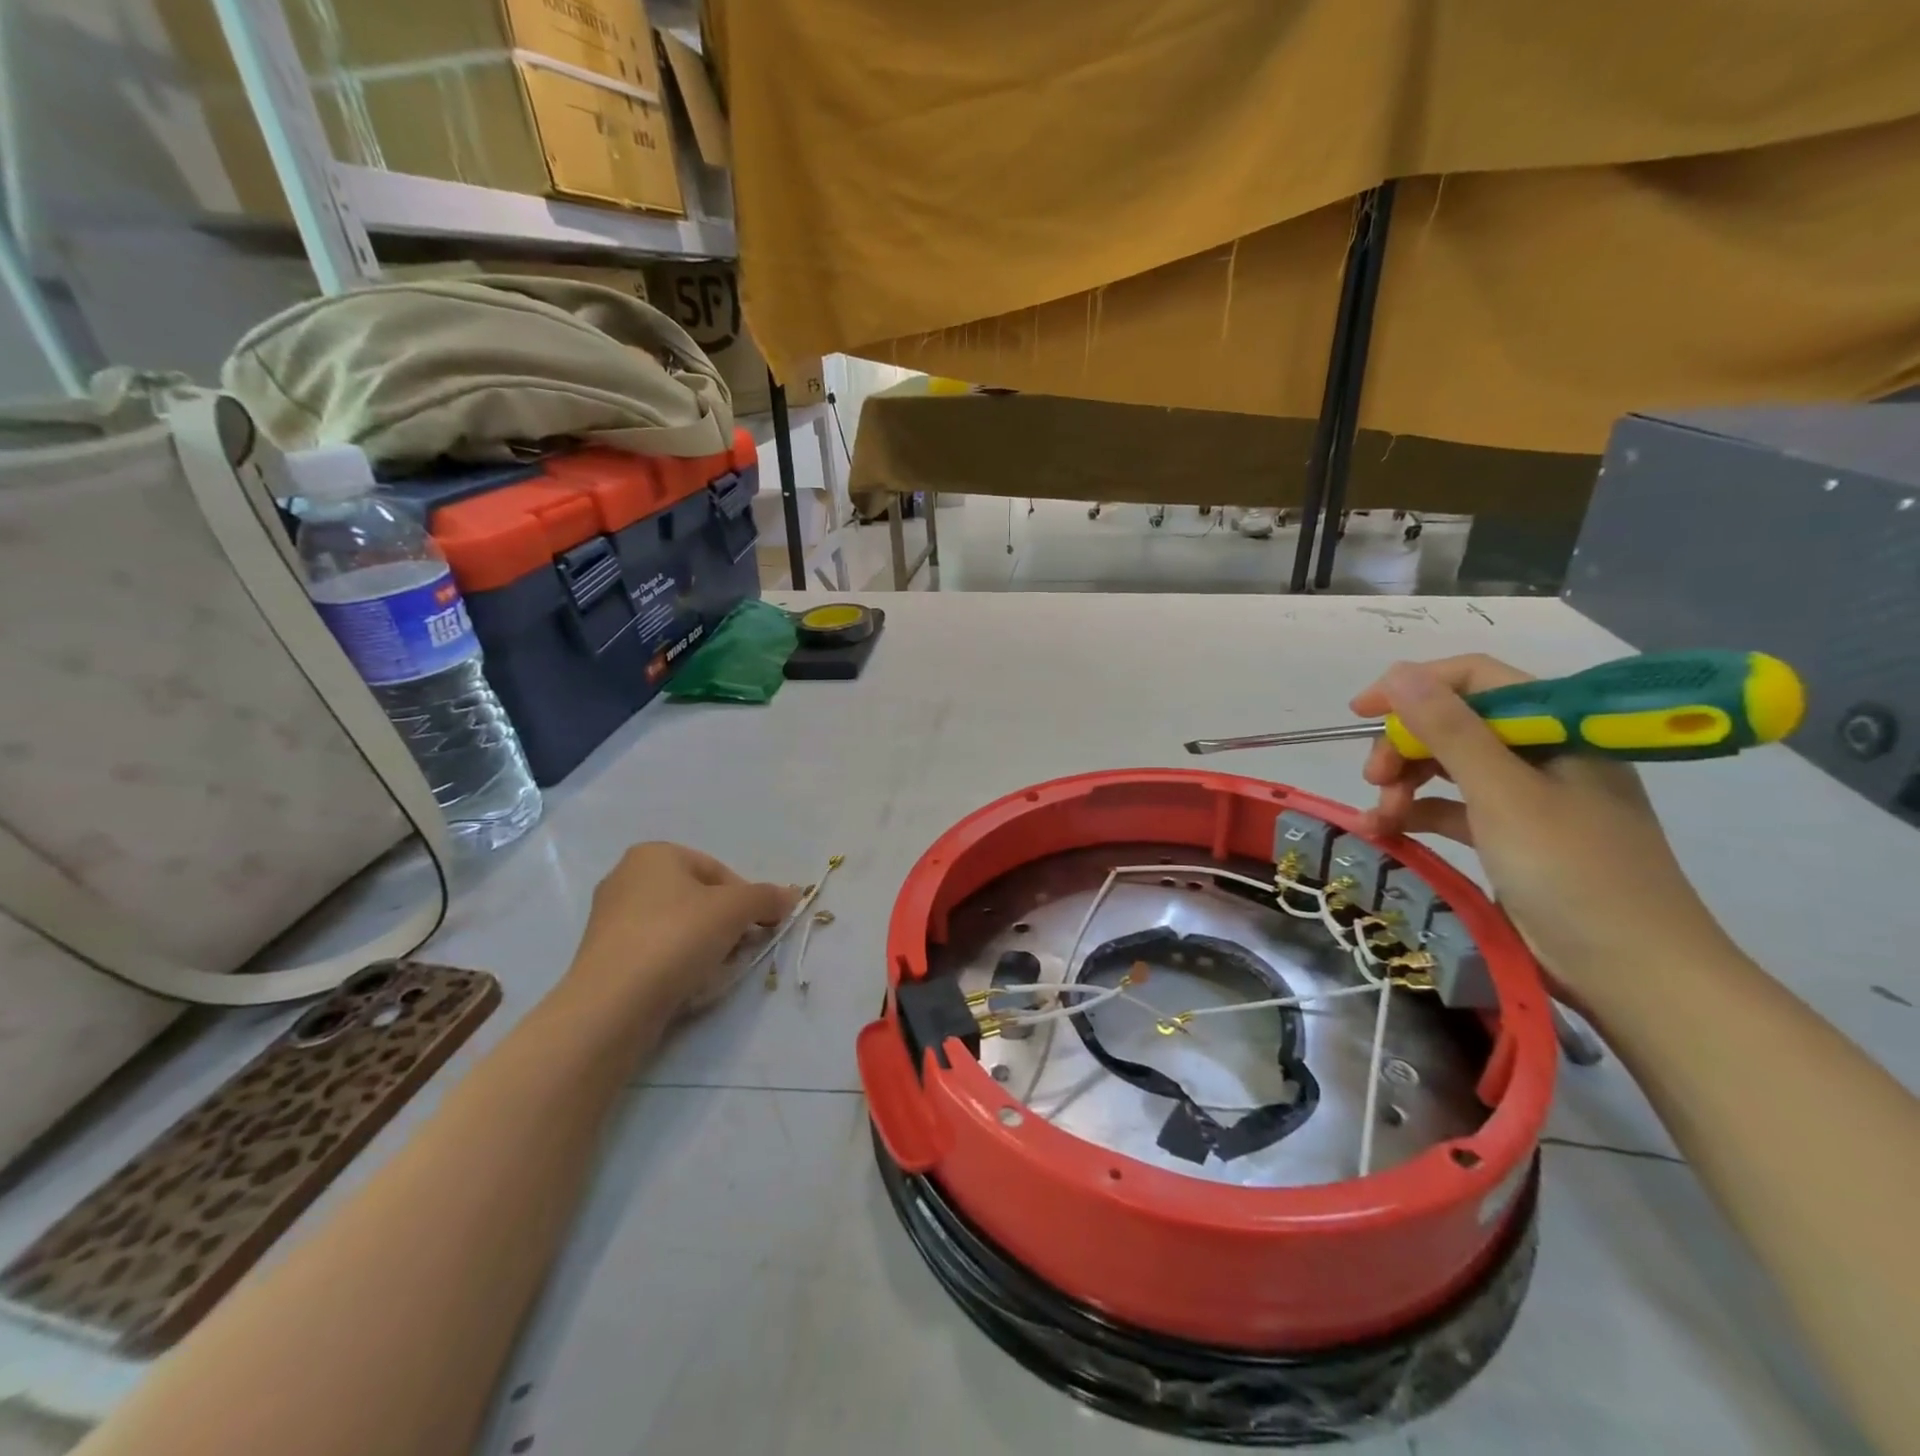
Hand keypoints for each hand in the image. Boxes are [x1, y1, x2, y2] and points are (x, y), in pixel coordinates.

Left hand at [565, 843, 797, 1021]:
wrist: (613, 1003)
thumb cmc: (677, 937)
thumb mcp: (735, 909)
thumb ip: (767, 897)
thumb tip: (791, 895)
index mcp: (654, 854)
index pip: (718, 871)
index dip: (746, 899)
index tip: (759, 927)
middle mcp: (626, 877)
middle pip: (697, 898)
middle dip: (725, 923)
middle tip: (740, 948)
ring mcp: (609, 918)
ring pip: (677, 926)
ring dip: (703, 944)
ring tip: (714, 969)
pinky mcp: (603, 956)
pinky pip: (654, 951)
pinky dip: (675, 963)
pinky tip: (685, 983)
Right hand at [1350, 656, 1730, 1002]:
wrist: (1634, 975)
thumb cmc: (1573, 873)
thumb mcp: (1504, 794)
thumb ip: (1450, 730)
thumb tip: (1398, 672)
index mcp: (1560, 730)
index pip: (1478, 680)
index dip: (1416, 686)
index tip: (1362, 711)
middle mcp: (1545, 755)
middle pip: (1457, 724)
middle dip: (1407, 745)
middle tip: (1374, 778)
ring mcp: (1530, 798)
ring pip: (1449, 767)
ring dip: (1406, 782)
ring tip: (1381, 816)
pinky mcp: (1513, 837)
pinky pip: (1453, 808)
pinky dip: (1418, 814)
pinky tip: (1386, 832)